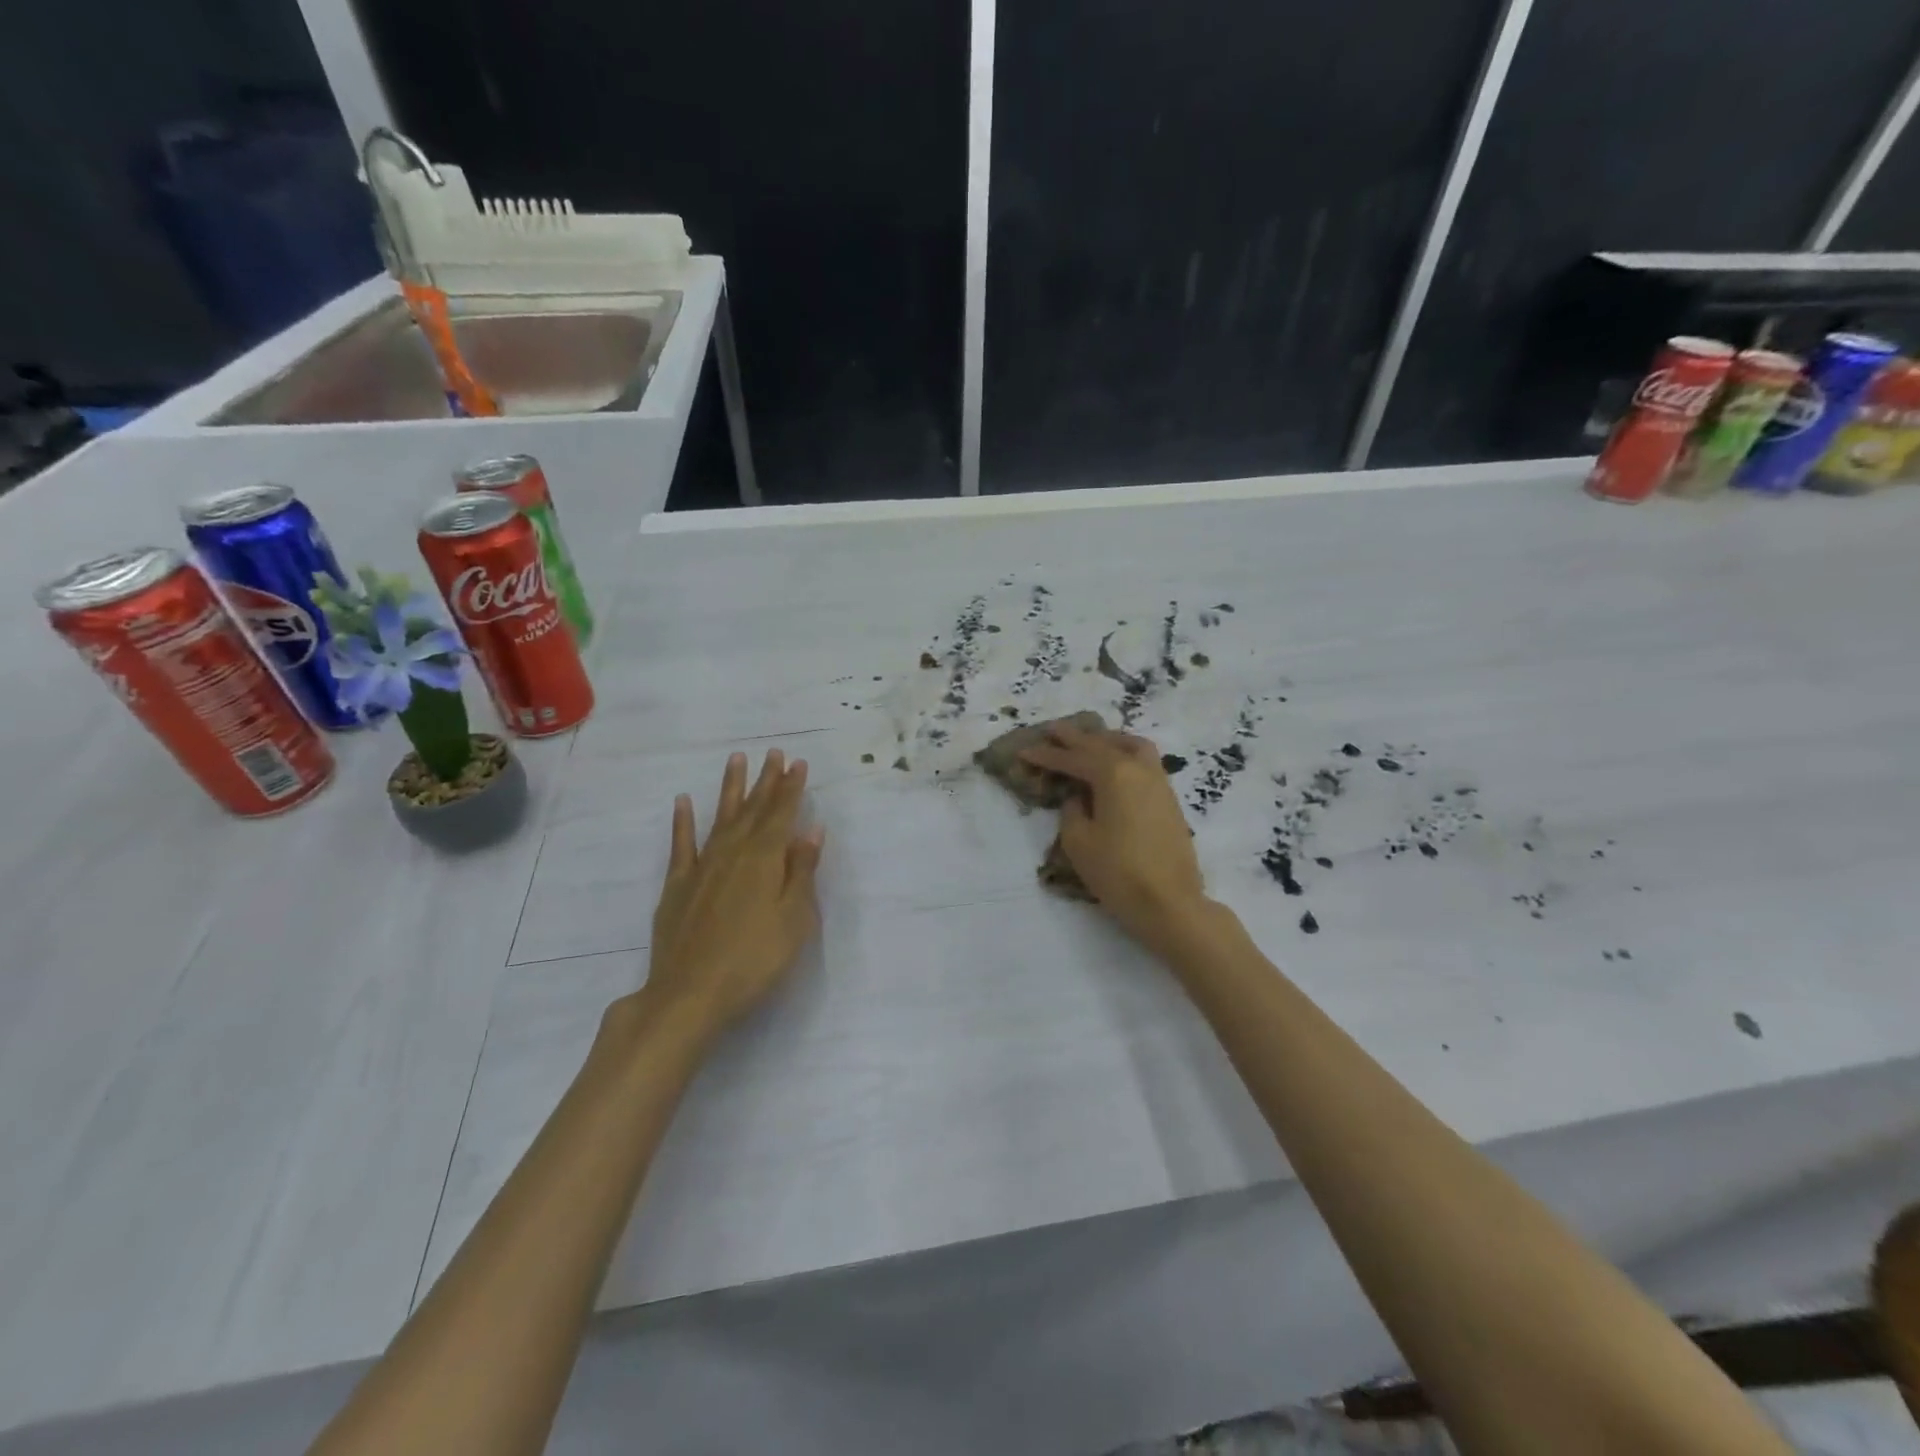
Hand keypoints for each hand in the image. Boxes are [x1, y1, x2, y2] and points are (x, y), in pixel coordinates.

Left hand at [628, 749, 824, 1041]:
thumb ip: (801, 873)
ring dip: (731, 789)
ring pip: (721, 818)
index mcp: (764, 860)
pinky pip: (681, 845)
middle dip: (766, 781)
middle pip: (754, 810)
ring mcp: (701, 868)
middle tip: (774, 753)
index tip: (797, 763)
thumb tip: (810, 831)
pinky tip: (684, 802)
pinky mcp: (677, 886)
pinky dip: (683, 822)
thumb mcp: (794, 920)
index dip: (791, 788)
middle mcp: (732, 853)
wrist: (690, 995)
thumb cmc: (754, 960)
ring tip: (737, 760)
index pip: (782, 815)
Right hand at [1020, 723, 1209, 950]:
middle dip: (1074, 738)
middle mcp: (1138, 768)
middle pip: (1101, 744)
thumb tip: (1078, 797)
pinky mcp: (1168, 799)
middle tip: (1051, 730)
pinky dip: (1125, 753)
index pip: (1073, 758)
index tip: (1024, 752)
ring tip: (1089, 741)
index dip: (1047, 755)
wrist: (1170, 902)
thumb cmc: (1118, 872)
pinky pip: (1144, 761)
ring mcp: (1159, 781)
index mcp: (1113, 774)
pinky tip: (1115, 764)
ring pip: (1130, 745)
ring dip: (1106, 739)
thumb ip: (1072, 811)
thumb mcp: (1079, 842)